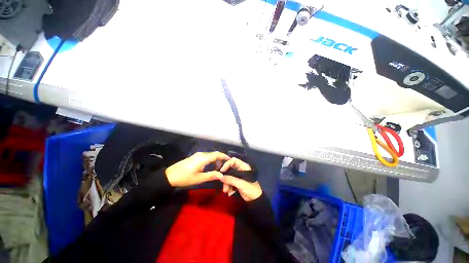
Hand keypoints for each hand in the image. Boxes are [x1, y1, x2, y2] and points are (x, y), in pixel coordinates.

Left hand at [165, 152, 229, 186]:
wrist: (170, 175)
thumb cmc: (185, 177)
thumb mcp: (199, 178)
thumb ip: (211, 176)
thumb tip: (222, 175)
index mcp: (203, 158)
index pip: (216, 155)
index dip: (224, 156)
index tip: (229, 160)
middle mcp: (201, 154)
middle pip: (214, 154)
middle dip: (220, 159)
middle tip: (224, 167)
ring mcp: (197, 155)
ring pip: (210, 155)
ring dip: (216, 159)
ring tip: (218, 168)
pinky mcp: (195, 157)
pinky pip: (206, 156)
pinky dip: (211, 160)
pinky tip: (211, 166)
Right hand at [219, 158, 261, 201]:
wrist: (255, 200)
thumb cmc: (251, 189)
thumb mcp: (241, 184)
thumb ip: (231, 180)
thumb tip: (221, 177)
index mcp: (243, 167)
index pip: (233, 161)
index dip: (227, 164)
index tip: (222, 170)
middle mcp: (240, 169)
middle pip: (229, 168)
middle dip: (225, 176)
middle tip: (222, 183)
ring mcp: (238, 176)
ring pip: (228, 176)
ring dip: (226, 183)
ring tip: (226, 191)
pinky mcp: (236, 182)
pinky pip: (229, 181)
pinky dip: (228, 186)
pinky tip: (229, 193)